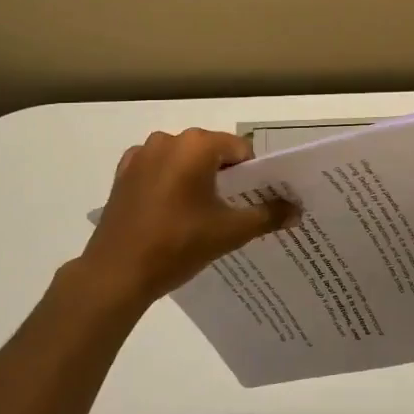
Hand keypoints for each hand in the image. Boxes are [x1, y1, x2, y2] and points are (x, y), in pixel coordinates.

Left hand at [71, 128, 297, 317]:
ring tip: (203, 214)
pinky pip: (159, 170)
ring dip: (197, 179)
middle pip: (211, 151)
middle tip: (234, 209)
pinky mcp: (123, 174)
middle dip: (225, 176)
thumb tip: (297, 210)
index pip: (240, 150)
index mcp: (197, 145)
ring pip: (184, 160)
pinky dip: (170, 183)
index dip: (253, 174)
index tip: (257, 200)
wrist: (116, 274)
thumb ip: (268, 215)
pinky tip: (173, 212)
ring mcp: (141, 155)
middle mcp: (168, 140)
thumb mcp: (230, 232)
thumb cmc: (178, 245)